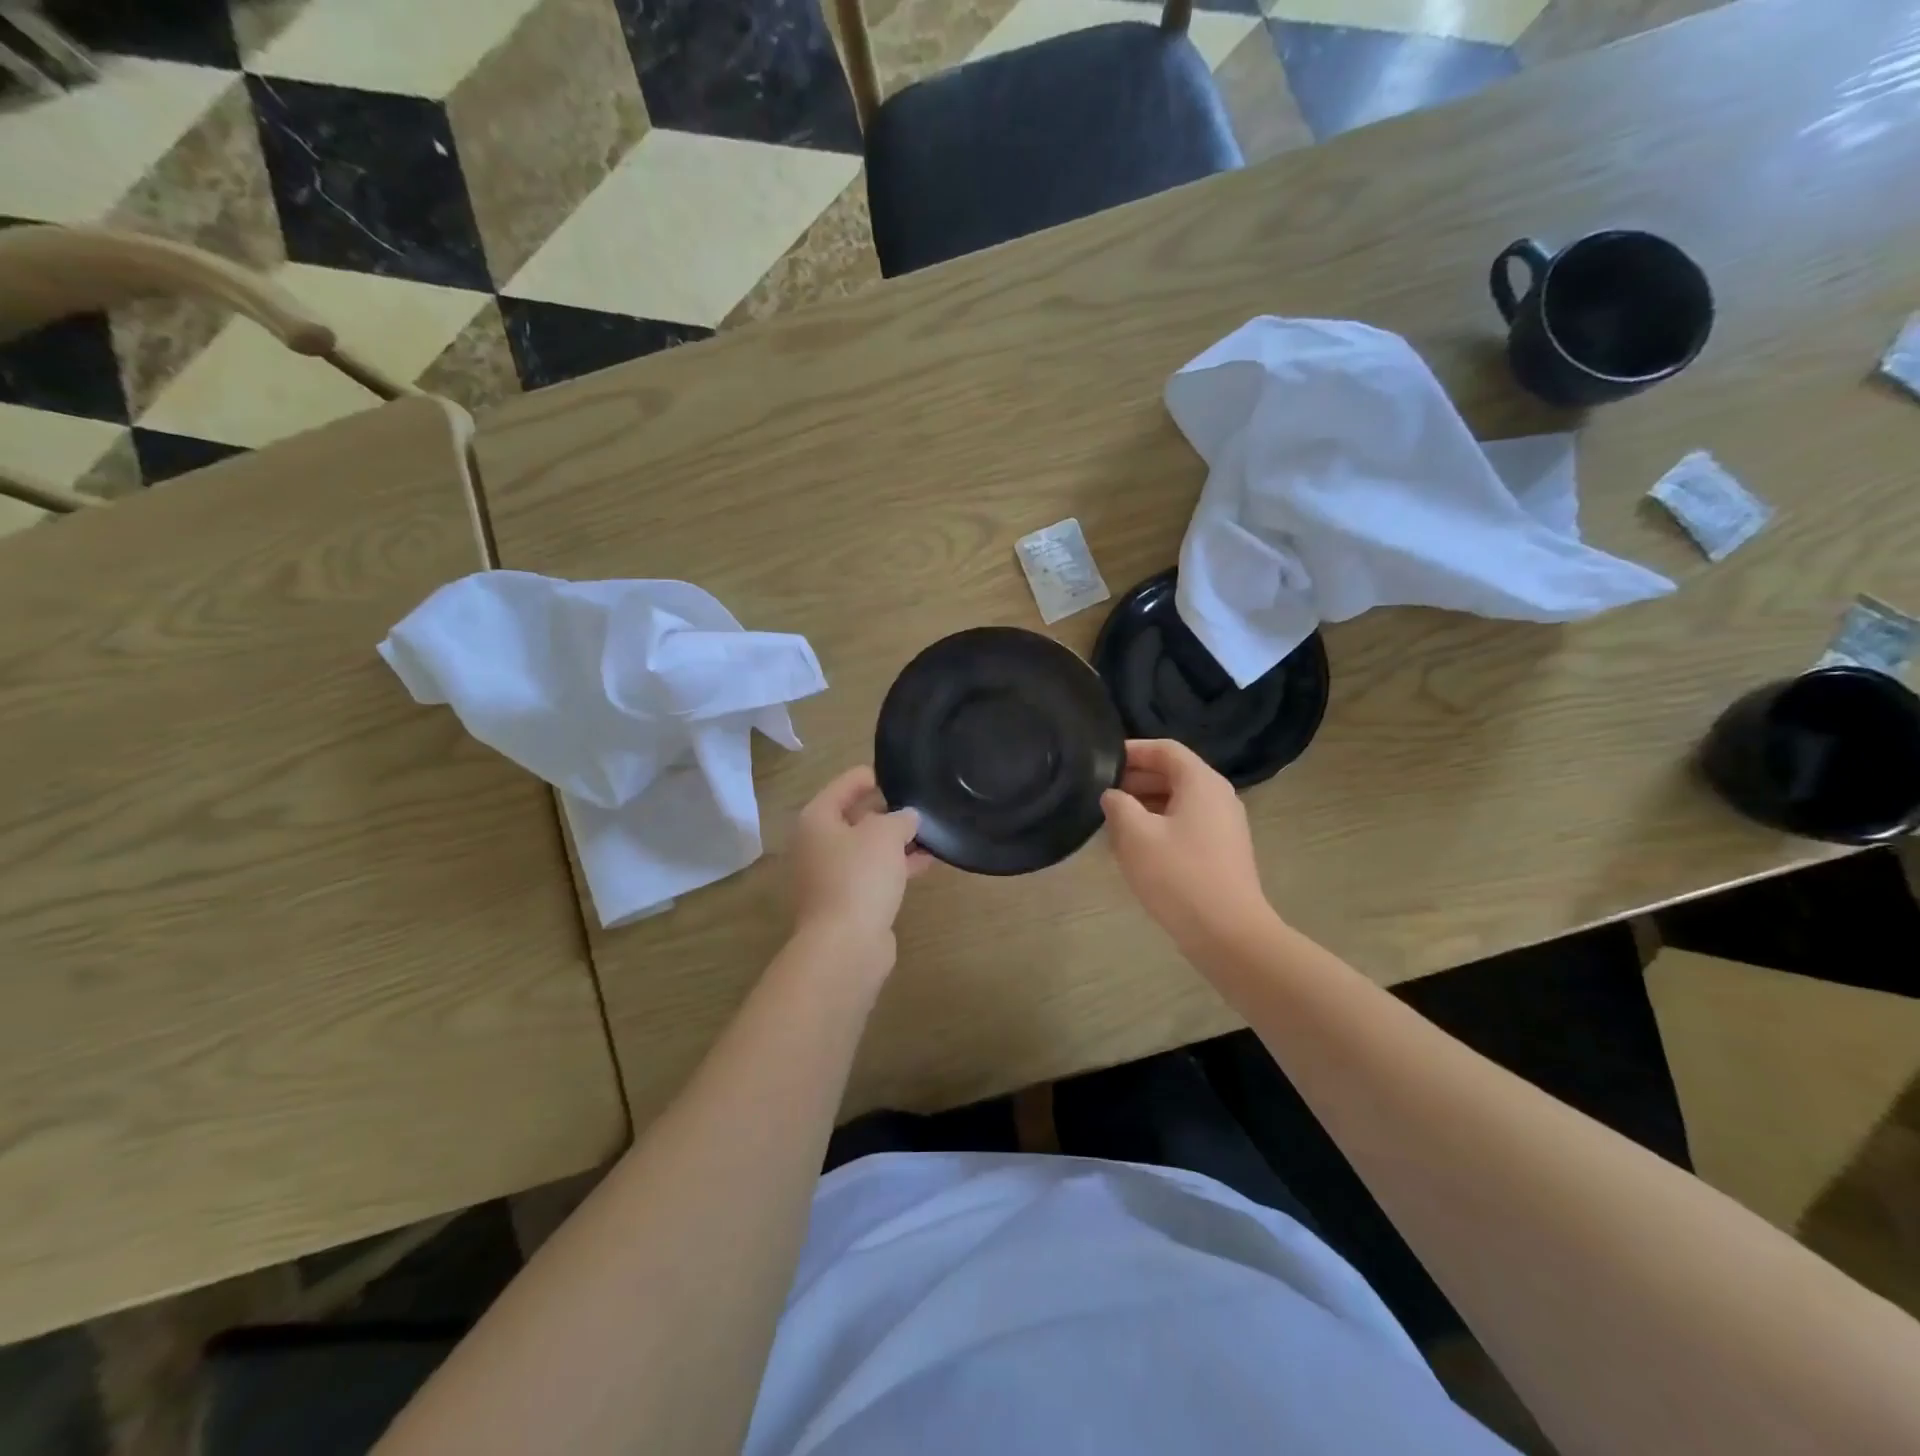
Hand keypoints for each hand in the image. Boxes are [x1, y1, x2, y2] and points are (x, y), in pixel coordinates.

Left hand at [790, 766, 930, 969]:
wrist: (845, 946)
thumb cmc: (859, 877)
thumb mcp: (885, 835)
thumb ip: (900, 818)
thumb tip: (907, 817)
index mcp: (817, 819)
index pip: (846, 784)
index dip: (874, 776)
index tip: (904, 775)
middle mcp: (817, 844)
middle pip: (855, 817)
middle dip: (888, 811)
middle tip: (920, 803)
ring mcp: (830, 876)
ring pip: (867, 849)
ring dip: (896, 842)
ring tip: (931, 832)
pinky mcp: (847, 902)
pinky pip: (873, 874)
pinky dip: (896, 866)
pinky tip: (926, 863)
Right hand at [1101, 739, 1273, 954]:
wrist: (1228, 934)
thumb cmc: (1178, 876)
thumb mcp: (1135, 835)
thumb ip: (1118, 805)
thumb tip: (1113, 795)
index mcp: (1201, 782)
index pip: (1165, 749)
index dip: (1132, 750)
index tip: (1101, 761)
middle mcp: (1218, 796)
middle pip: (1173, 773)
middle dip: (1136, 779)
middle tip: (1101, 793)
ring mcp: (1225, 825)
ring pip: (1179, 801)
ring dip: (1145, 804)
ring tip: (1112, 821)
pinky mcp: (1223, 851)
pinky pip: (1187, 824)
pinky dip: (1160, 824)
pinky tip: (1136, 847)